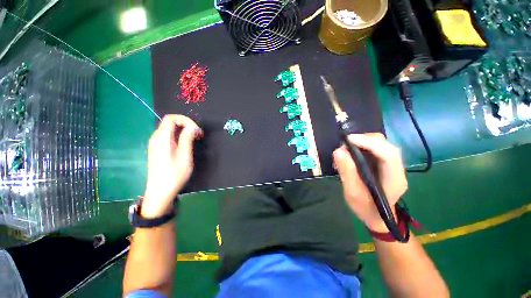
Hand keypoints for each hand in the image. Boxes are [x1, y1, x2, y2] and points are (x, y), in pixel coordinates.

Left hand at [142, 115, 202, 217]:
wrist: (160, 192)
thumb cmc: (174, 174)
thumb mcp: (184, 156)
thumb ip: (187, 138)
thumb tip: (192, 127)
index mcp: (162, 138)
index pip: (171, 118)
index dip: (185, 120)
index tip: (197, 129)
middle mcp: (156, 138)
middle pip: (170, 122)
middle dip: (186, 125)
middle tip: (198, 134)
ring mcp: (156, 144)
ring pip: (170, 129)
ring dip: (184, 131)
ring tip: (195, 139)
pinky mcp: (158, 149)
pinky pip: (169, 136)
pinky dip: (179, 136)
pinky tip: (187, 145)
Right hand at [333, 133, 406, 231]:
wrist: (377, 217)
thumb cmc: (366, 209)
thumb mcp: (353, 193)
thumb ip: (347, 173)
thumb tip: (338, 151)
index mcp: (394, 179)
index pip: (388, 153)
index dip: (368, 143)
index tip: (348, 140)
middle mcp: (397, 168)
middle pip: (385, 145)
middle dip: (364, 140)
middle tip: (344, 145)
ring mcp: (392, 165)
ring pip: (380, 144)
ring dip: (362, 142)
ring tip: (346, 149)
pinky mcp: (384, 164)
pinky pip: (375, 149)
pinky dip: (361, 146)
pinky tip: (351, 153)